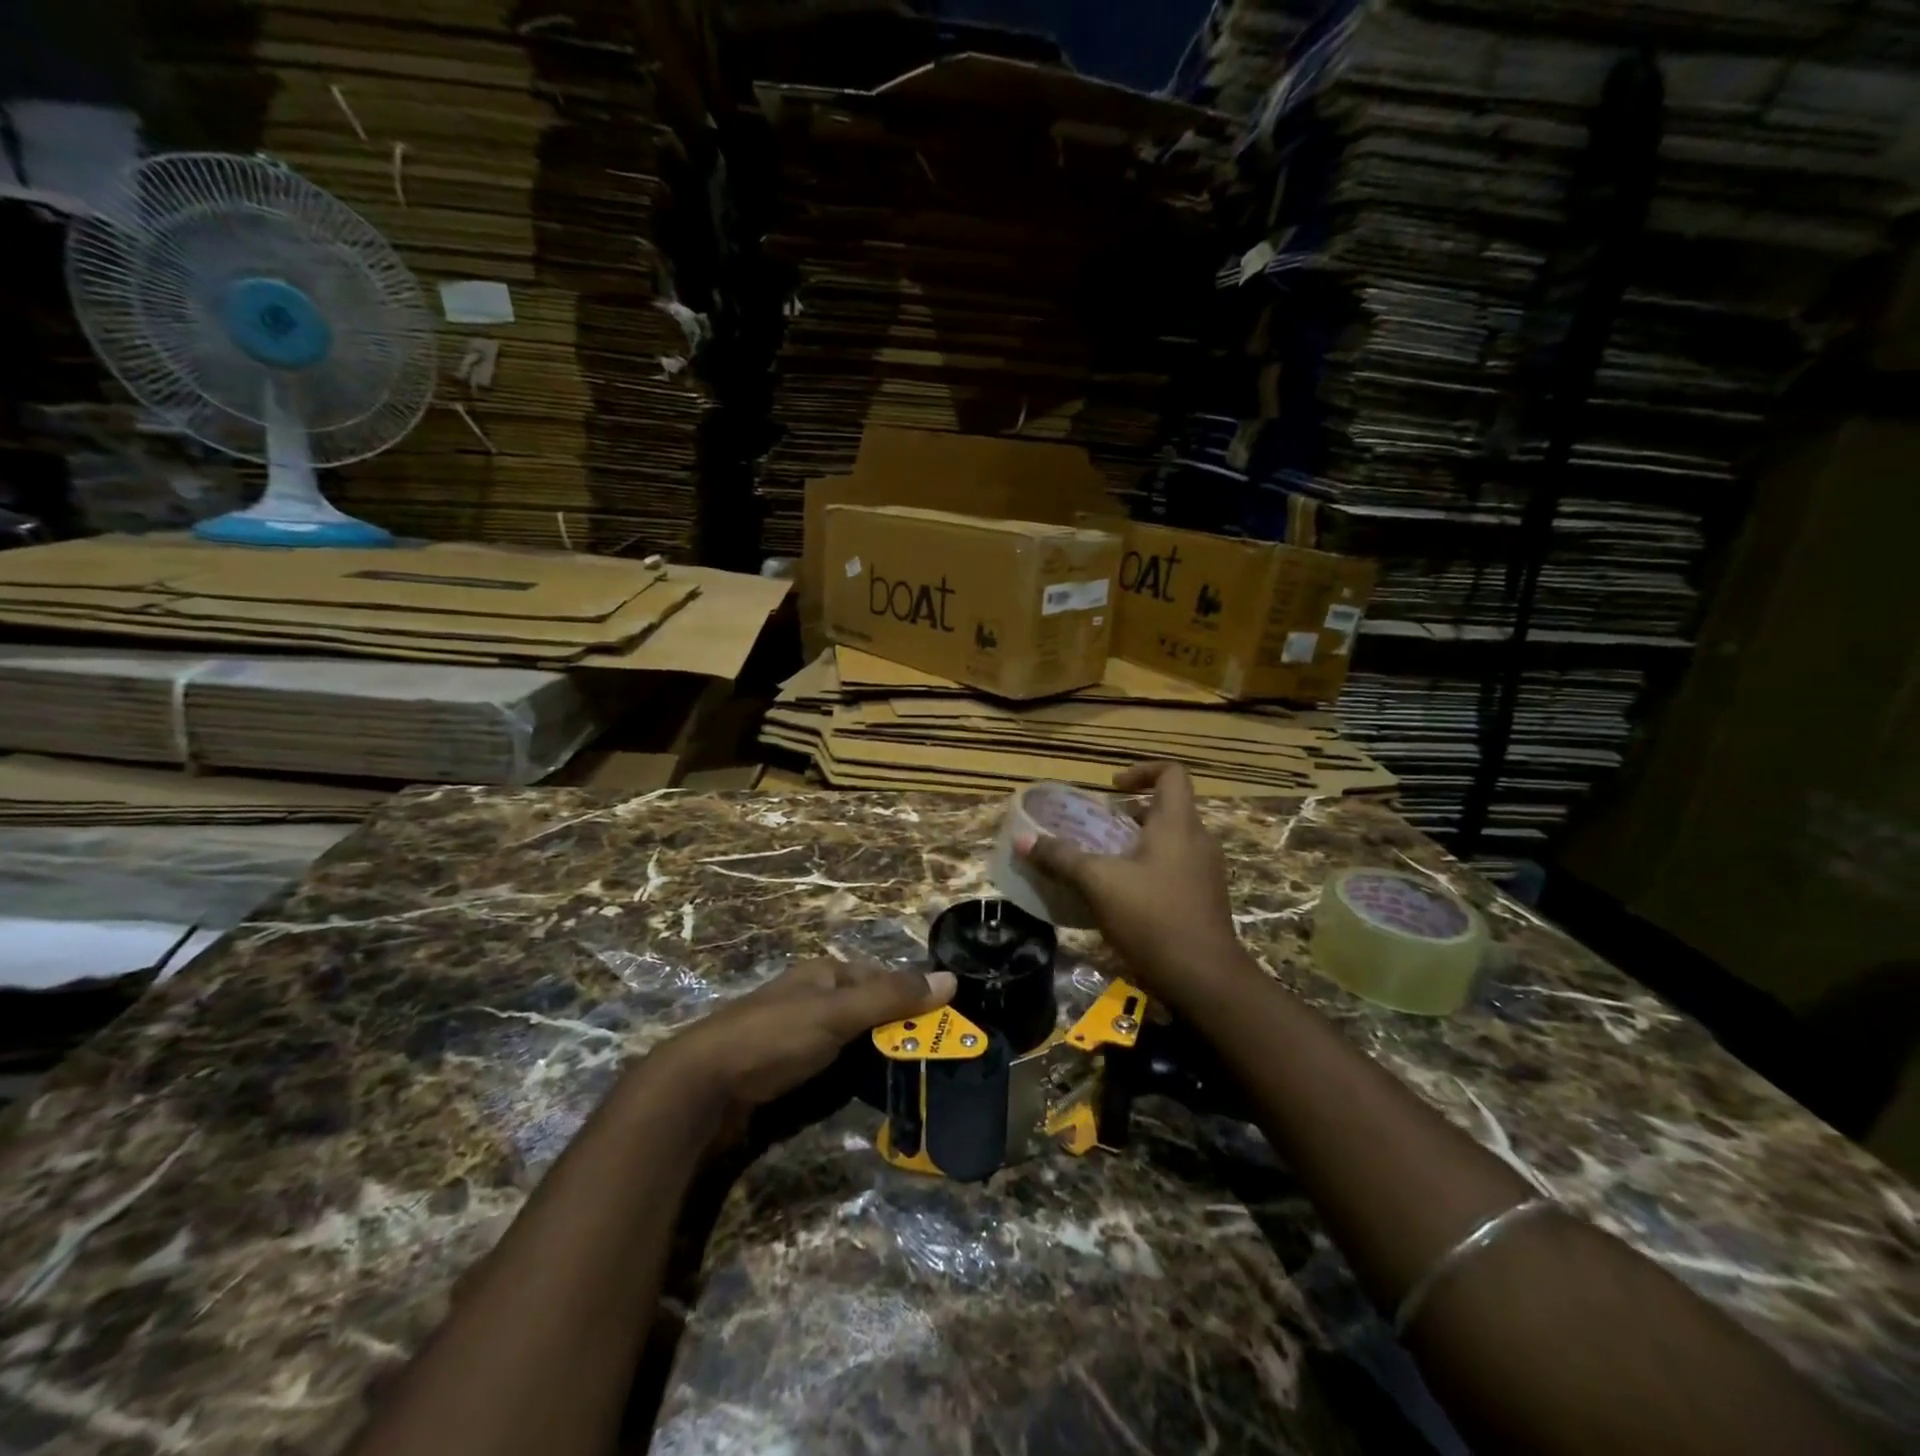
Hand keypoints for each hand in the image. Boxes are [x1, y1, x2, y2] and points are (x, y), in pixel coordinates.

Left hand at [649, 956, 955, 1119]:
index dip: (914, 997)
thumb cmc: (773, 1037)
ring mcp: (800, 1036)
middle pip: (871, 1010)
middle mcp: (815, 999)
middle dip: (900, 1031)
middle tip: (937, 1060)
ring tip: (916, 1081)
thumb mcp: (837, 1013)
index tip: (947, 1025)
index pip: (883, 979)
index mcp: (825, 975)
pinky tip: (874, 1093)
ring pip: (856, 1041)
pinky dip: (857, 1077)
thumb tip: (951, 979)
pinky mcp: (789, 1070)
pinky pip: (837, 1067)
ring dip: (881, 1058)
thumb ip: (891, 998)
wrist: (702, 1086)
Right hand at [1016, 762, 1243, 1010]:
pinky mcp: (1204, 899)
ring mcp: (1205, 872)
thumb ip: (1061, 859)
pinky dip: (1148, 870)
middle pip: (1167, 808)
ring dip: (1137, 843)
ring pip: (1170, 841)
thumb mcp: (1098, 884)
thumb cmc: (1153, 918)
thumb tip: (1022, 840)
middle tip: (1097, 829)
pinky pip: (1174, 868)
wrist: (1205, 980)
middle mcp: (1198, 840)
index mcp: (1178, 824)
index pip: (1171, 773)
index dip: (1141, 770)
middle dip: (1130, 814)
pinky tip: (1121, 896)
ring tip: (1102, 862)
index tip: (1112, 788)